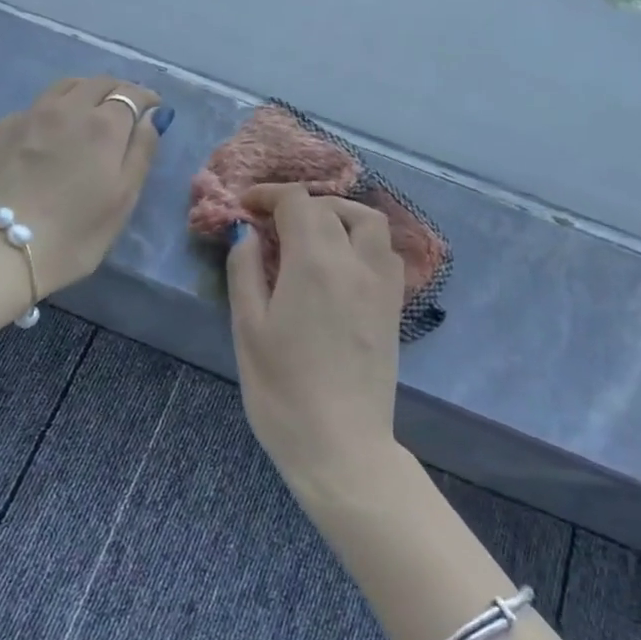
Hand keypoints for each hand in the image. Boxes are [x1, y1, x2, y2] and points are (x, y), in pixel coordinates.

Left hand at [0, 76, 165, 296]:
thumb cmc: (74, 232)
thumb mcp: (123, 199)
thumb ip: (141, 151)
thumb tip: (150, 117)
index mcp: (103, 125)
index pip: (130, 94)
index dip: (145, 97)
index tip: (153, 107)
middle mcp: (67, 108)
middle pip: (97, 82)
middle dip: (116, 90)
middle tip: (124, 107)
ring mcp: (29, 115)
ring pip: (63, 87)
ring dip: (84, 91)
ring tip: (88, 109)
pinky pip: (34, 107)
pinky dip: (52, 111)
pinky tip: (48, 133)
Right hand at [227, 184, 405, 497]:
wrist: (341, 445)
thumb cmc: (282, 391)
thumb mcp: (248, 329)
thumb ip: (246, 271)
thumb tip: (247, 233)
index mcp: (314, 262)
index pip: (297, 202)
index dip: (269, 194)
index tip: (246, 206)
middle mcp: (355, 261)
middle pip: (330, 208)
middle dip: (297, 204)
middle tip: (270, 221)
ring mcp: (381, 283)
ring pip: (369, 222)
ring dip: (338, 213)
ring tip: (312, 230)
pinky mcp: (394, 306)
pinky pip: (385, 252)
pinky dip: (363, 239)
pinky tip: (342, 261)